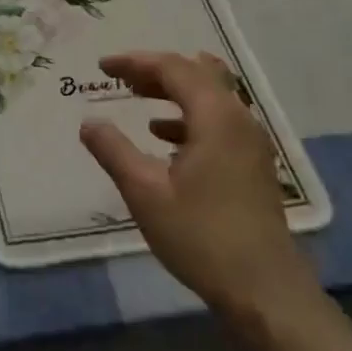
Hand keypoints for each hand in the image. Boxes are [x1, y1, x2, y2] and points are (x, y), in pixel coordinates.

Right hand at [79, 50, 319, 318]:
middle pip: (198, 75)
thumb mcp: (145, 192)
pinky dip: (188, 118)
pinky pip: (218, 122)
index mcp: (216, 118)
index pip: (174, 68)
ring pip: (211, 98)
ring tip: (138, 99)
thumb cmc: (200, 235)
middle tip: (120, 78)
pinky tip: (164, 138)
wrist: (262, 288)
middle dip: (156, 71)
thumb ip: (113, 151)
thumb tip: (89, 122)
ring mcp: (251, 143)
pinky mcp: (253, 165)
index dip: (136, 62)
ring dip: (174, 92)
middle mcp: (239, 120)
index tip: (102, 66)